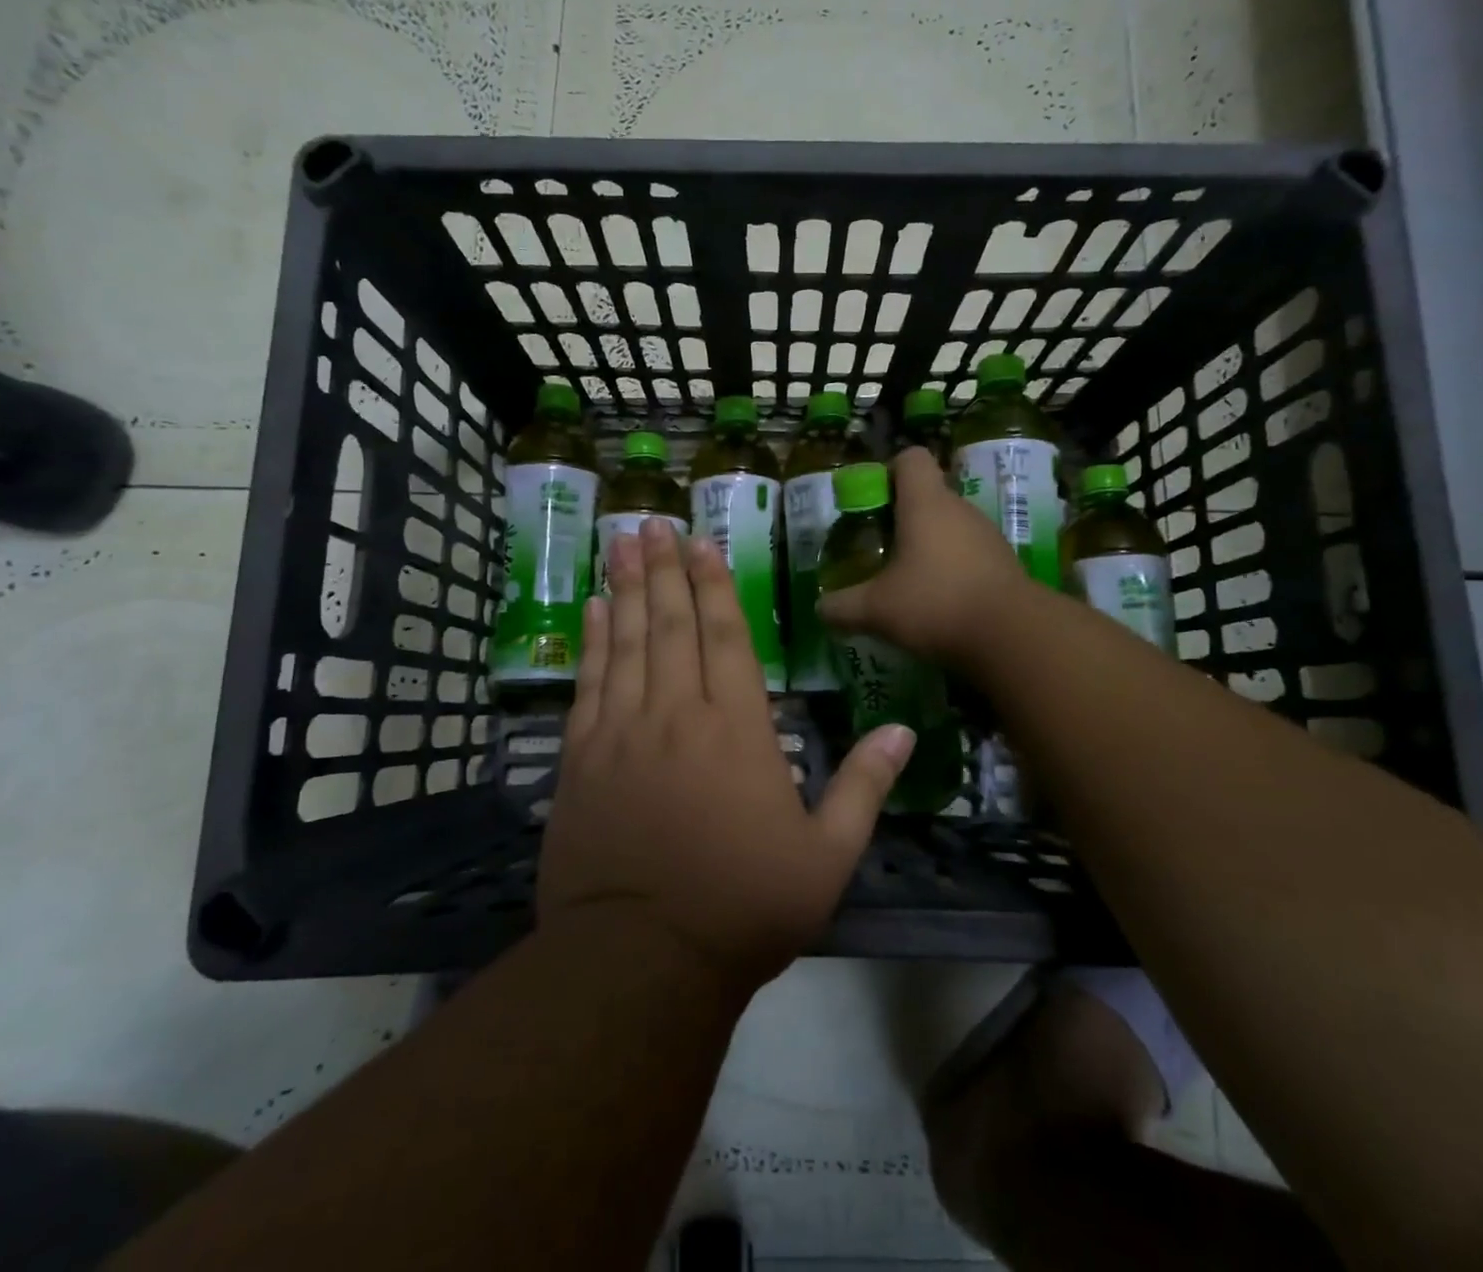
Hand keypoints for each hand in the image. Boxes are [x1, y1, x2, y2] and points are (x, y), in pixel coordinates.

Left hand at [537, 518, 915, 991]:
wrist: (641, 960)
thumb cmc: (743, 907)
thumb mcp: (826, 856)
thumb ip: (864, 787)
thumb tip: (902, 731)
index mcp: (738, 729)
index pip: (726, 636)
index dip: (713, 585)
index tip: (700, 543)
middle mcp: (678, 714)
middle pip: (672, 624)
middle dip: (664, 569)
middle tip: (651, 523)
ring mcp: (623, 732)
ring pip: (627, 642)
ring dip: (626, 589)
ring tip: (621, 544)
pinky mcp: (581, 759)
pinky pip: (589, 684)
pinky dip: (592, 642)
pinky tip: (593, 611)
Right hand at [816, 447, 1032, 666]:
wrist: (1012, 636)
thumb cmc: (935, 604)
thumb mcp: (876, 610)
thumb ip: (842, 607)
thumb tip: (820, 608)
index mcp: (925, 504)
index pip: (911, 459)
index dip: (890, 471)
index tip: (873, 502)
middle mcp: (959, 509)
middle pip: (929, 495)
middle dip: (904, 517)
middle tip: (881, 549)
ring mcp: (987, 535)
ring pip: (951, 526)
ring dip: (930, 544)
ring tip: (908, 580)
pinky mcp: (1004, 563)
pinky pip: (970, 553)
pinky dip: (953, 568)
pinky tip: (939, 601)